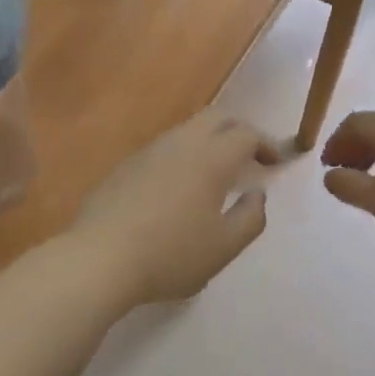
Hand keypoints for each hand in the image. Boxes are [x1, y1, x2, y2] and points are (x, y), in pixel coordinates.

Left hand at [75, 110, 281, 303]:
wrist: (99, 258)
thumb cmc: (170, 254)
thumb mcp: (224, 247)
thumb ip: (250, 218)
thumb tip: (257, 194)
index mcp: (211, 158)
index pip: (246, 134)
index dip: (266, 144)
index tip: (275, 164)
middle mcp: (181, 143)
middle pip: (217, 117)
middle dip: (239, 129)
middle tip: (251, 155)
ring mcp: (149, 150)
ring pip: (188, 129)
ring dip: (209, 140)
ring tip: (217, 171)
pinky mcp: (126, 165)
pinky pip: (164, 148)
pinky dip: (183, 155)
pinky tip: (178, 186)